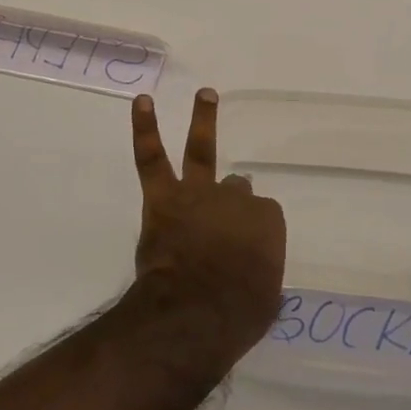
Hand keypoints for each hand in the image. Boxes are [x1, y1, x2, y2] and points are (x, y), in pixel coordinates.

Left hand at [129, 88, 285, 368]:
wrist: (195, 312)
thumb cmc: (237, 314)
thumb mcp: (264, 300)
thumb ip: (258, 280)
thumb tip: (250, 279)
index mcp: (267, 224)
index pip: (262, 218)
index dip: (251, 234)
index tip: (244, 253)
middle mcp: (237, 200)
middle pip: (237, 188)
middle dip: (233, 197)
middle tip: (226, 209)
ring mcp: (200, 194)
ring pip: (203, 150)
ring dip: (204, 119)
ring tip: (205, 94)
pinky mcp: (164, 198)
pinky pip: (152, 157)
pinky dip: (145, 128)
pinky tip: (143, 103)